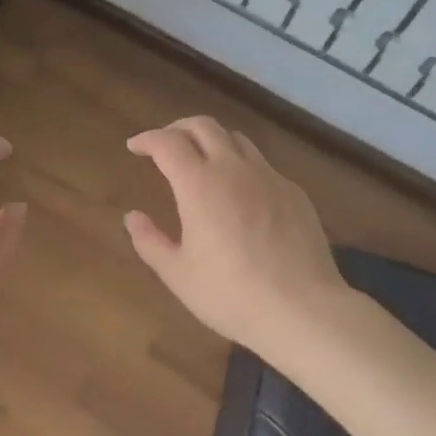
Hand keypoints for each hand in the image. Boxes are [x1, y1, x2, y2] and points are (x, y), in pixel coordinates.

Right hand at [124, 116, 350, 354]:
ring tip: (202, 162)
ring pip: (237, 140)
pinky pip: (262, 166)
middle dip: (178, 128)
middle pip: (204, 126)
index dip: (147, 139)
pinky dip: (242, 167)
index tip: (135, 147)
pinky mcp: (294, 193)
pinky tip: (240, 195)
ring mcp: (269, 177)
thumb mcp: (178, 274)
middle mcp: (234, 169)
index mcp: (199, 184)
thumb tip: (133, 217)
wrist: (302, 309)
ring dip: (212, 141)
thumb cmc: (230, 295)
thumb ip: (150, 241)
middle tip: (164, 145)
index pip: (167, 142)